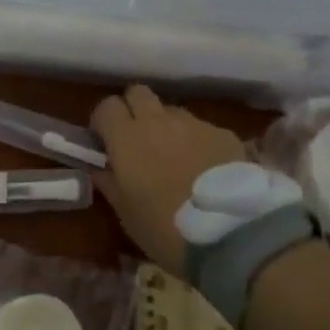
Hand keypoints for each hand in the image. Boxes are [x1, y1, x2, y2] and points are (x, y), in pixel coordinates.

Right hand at [91, 84, 248, 274]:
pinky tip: (206, 170)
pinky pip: (202, 129)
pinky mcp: (223, 134)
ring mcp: (194, 124)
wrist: (231, 236)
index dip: (103, 122)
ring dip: (166, 127)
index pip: (106, 106)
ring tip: (175, 158)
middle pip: (138, 93)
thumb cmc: (166, 229)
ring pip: (171, 111)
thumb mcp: (126, 214)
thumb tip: (98, 166)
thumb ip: (108, 182)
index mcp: (127, 137)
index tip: (105, 142)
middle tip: (136, 140)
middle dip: (133, 110)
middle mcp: (158, 121)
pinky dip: (197, 142)